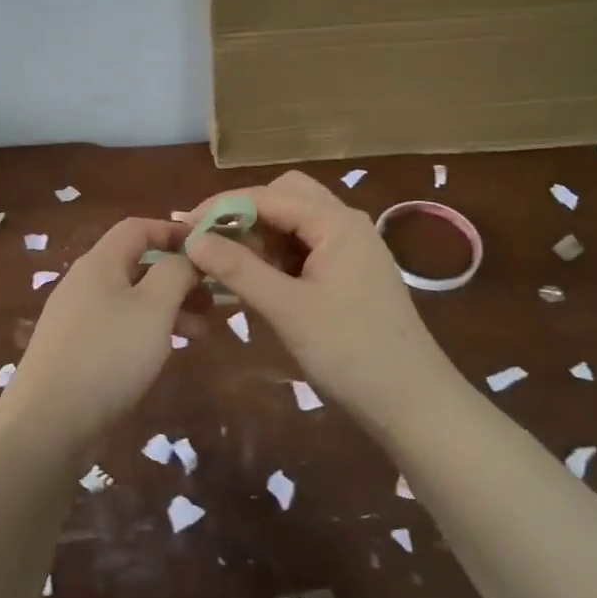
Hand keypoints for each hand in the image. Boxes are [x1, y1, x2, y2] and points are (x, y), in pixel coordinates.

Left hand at [3, 217, 196, 449]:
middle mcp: (84, 283)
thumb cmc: (108, 355)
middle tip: (212, 297)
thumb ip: (175, 272)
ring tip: (201, 331)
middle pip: (136, 263)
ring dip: (168, 307)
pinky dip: (147, 330)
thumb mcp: (154, 307)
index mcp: (100, 263)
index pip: (138, 227)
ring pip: (131, 299)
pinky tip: (165, 352)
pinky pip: (118, 326)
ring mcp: (76, 318)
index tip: (208, 248)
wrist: (48, 424)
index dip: (174, 231)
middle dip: (177, 275)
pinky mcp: (75, 350)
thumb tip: (186, 255)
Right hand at [185, 171, 453, 423]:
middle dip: (247, 214)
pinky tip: (260, 282)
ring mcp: (352, 248)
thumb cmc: (350, 351)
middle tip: (213, 244)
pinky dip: (279, 256)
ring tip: (230, 266)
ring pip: (297, 222)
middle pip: (287, 196)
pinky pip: (307, 248)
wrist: (412, 402)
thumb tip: (193, 239)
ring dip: (262, 235)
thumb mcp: (288, 309)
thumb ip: (239, 270)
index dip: (224, 206)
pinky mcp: (351, 273)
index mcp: (336, 222)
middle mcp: (346, 224)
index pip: (269, 195)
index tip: (185, 226)